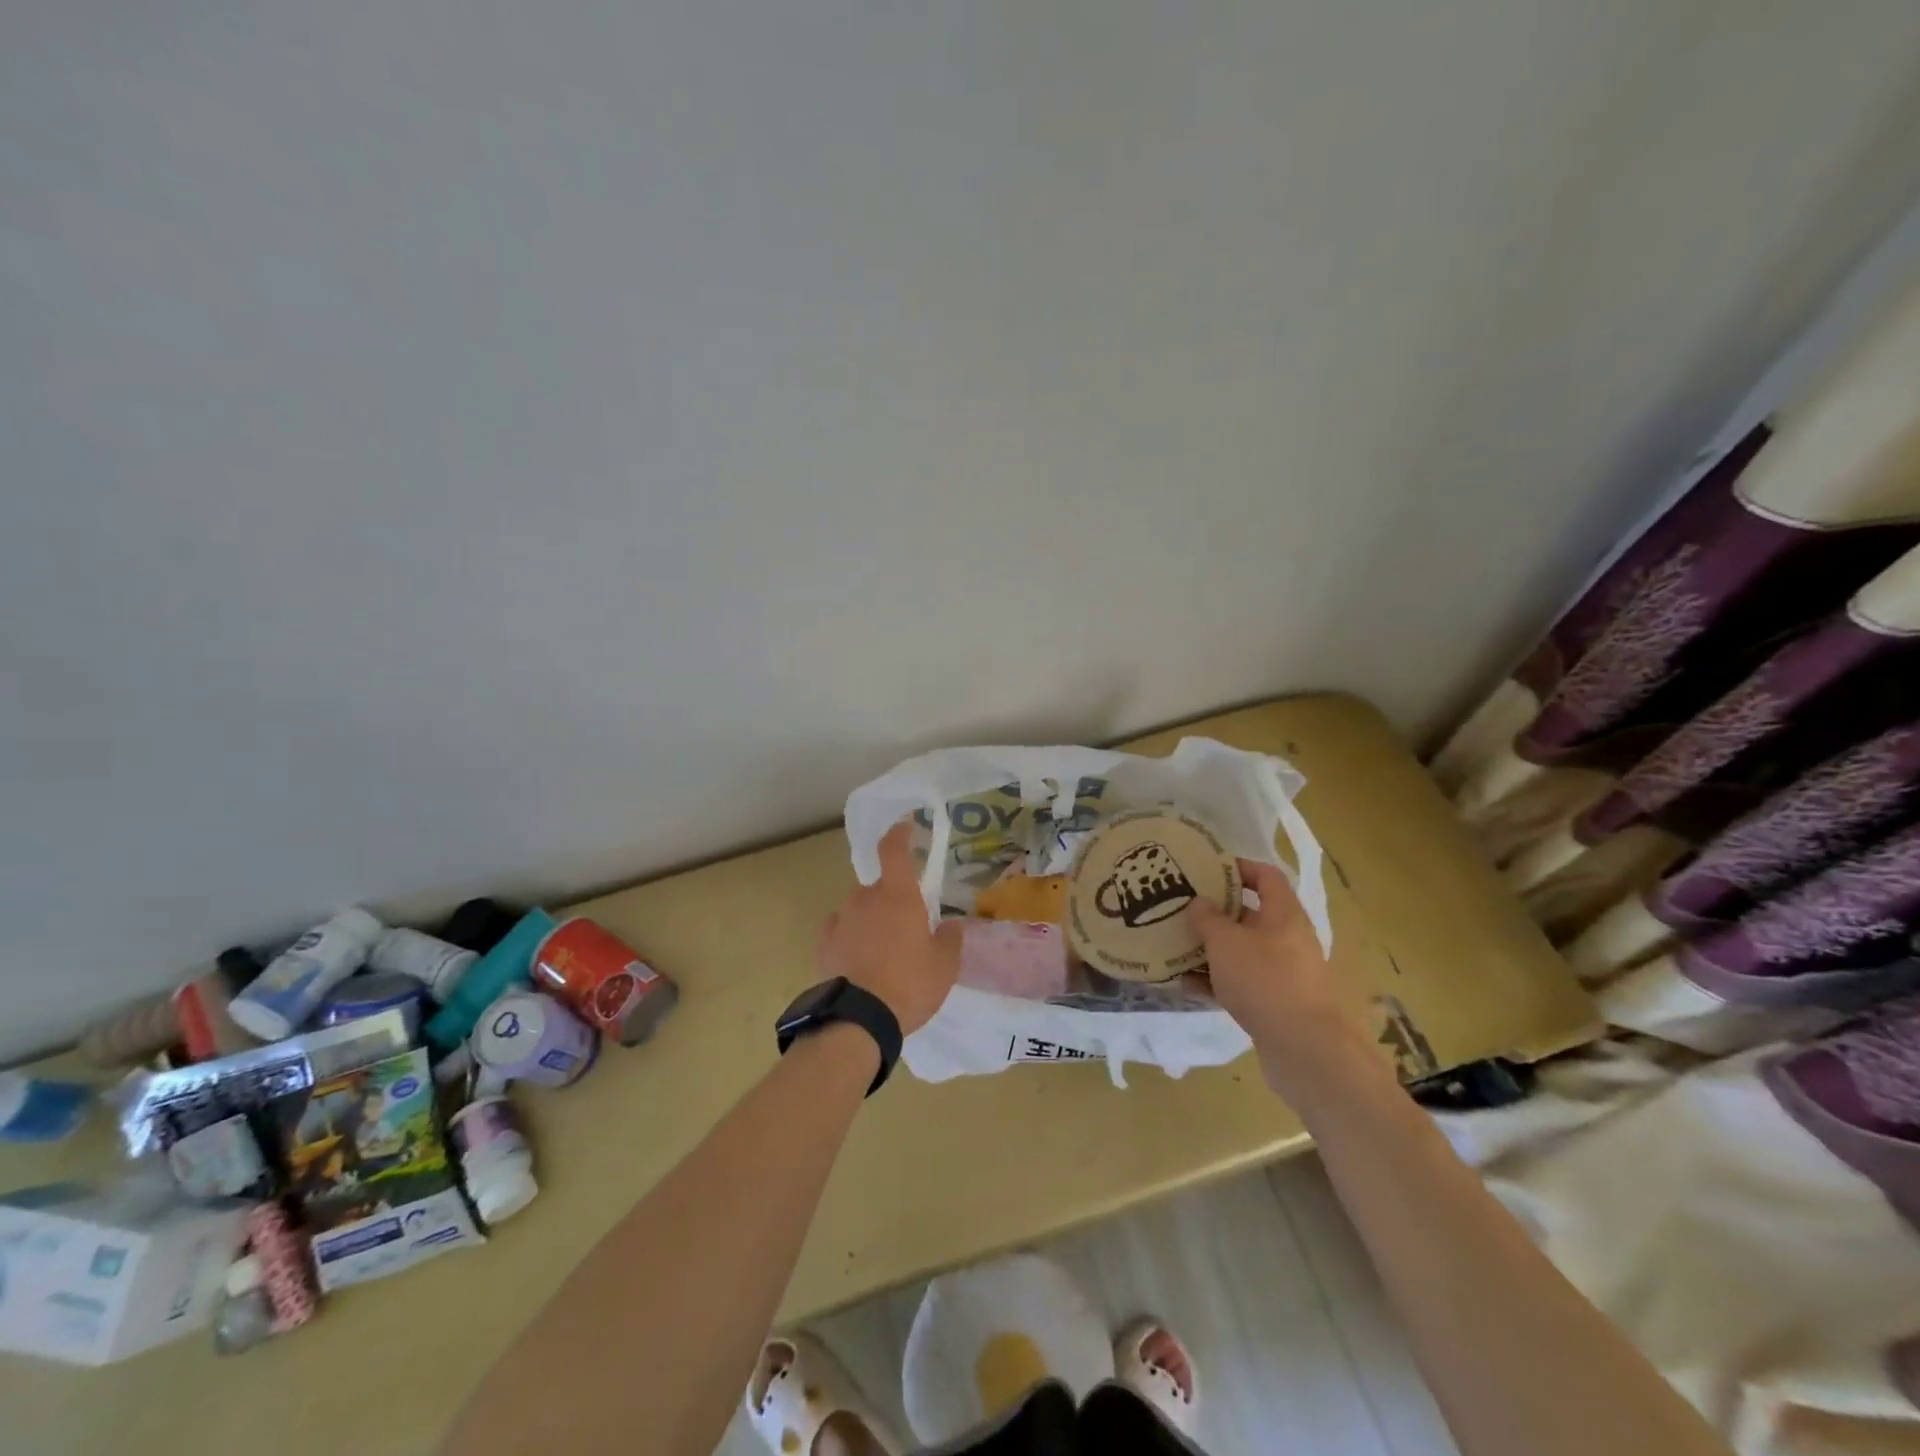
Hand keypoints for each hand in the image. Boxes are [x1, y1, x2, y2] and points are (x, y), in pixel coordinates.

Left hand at [817, 821, 962, 1035]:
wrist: (859, 1020)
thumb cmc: (909, 984)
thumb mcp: (944, 966)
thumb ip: (950, 939)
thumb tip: (951, 925)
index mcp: (898, 896)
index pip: (894, 850)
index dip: (900, 834)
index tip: (906, 825)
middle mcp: (865, 899)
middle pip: (879, 887)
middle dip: (891, 899)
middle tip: (906, 927)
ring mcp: (840, 920)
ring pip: (858, 908)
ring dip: (870, 919)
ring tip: (882, 951)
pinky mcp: (823, 944)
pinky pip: (840, 929)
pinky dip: (849, 936)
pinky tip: (857, 959)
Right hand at [1190, 859, 1343, 1070]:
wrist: (1303, 1048)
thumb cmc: (1264, 980)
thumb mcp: (1226, 942)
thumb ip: (1207, 918)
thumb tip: (1199, 903)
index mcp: (1283, 914)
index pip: (1265, 876)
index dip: (1238, 867)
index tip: (1205, 869)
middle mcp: (1288, 938)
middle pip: (1249, 914)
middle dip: (1215, 912)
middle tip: (1181, 908)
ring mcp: (1283, 972)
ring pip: (1242, 950)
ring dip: (1211, 948)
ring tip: (1175, 946)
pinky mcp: (1275, 1002)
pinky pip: (1240, 982)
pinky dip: (1215, 980)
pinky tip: (1184, 984)